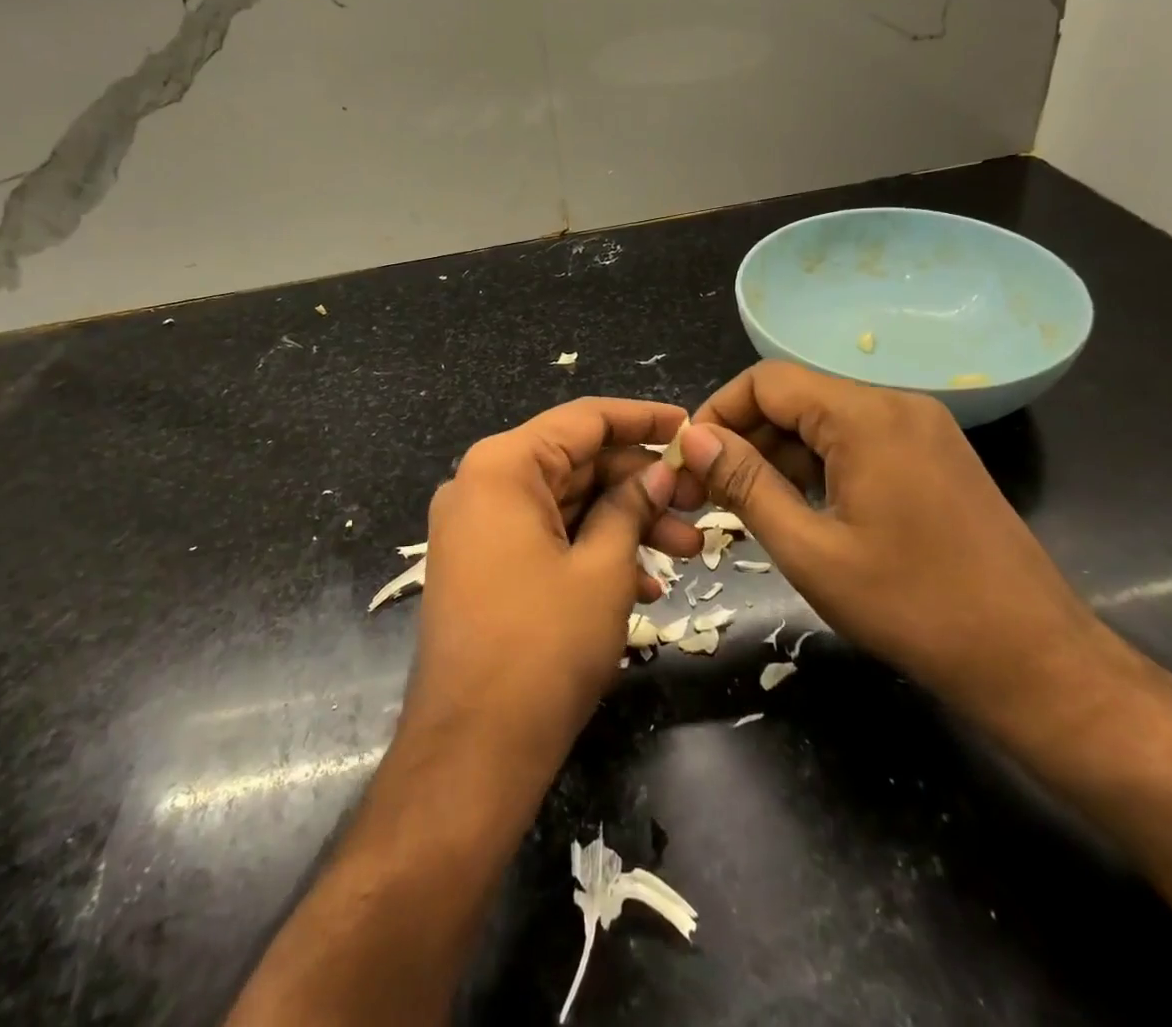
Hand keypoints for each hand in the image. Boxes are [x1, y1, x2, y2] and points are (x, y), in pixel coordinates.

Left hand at [406, 398, 702, 769]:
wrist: (471, 752)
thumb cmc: (543, 648)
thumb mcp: (603, 569)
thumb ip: (631, 506)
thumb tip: (659, 471)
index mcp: (502, 466)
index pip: (583, 420)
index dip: (642, 420)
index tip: (689, 426)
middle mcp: (481, 484)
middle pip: (576, 463)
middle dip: (640, 485)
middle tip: (699, 505)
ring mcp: (477, 527)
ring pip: (566, 503)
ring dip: (625, 523)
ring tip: (686, 551)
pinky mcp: (482, 565)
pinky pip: (546, 537)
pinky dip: (592, 551)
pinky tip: (644, 586)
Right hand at [684, 361, 1107, 727]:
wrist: (1034, 659)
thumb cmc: (913, 607)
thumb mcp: (810, 550)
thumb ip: (744, 484)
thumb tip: (693, 439)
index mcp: (865, 416)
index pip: (766, 381)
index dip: (718, 413)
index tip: (690, 461)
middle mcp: (895, 404)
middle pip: (795, 398)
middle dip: (745, 438)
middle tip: (708, 492)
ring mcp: (921, 428)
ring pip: (824, 421)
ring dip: (779, 455)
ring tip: (747, 506)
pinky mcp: (934, 455)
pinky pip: (857, 441)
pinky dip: (818, 465)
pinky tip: (800, 508)